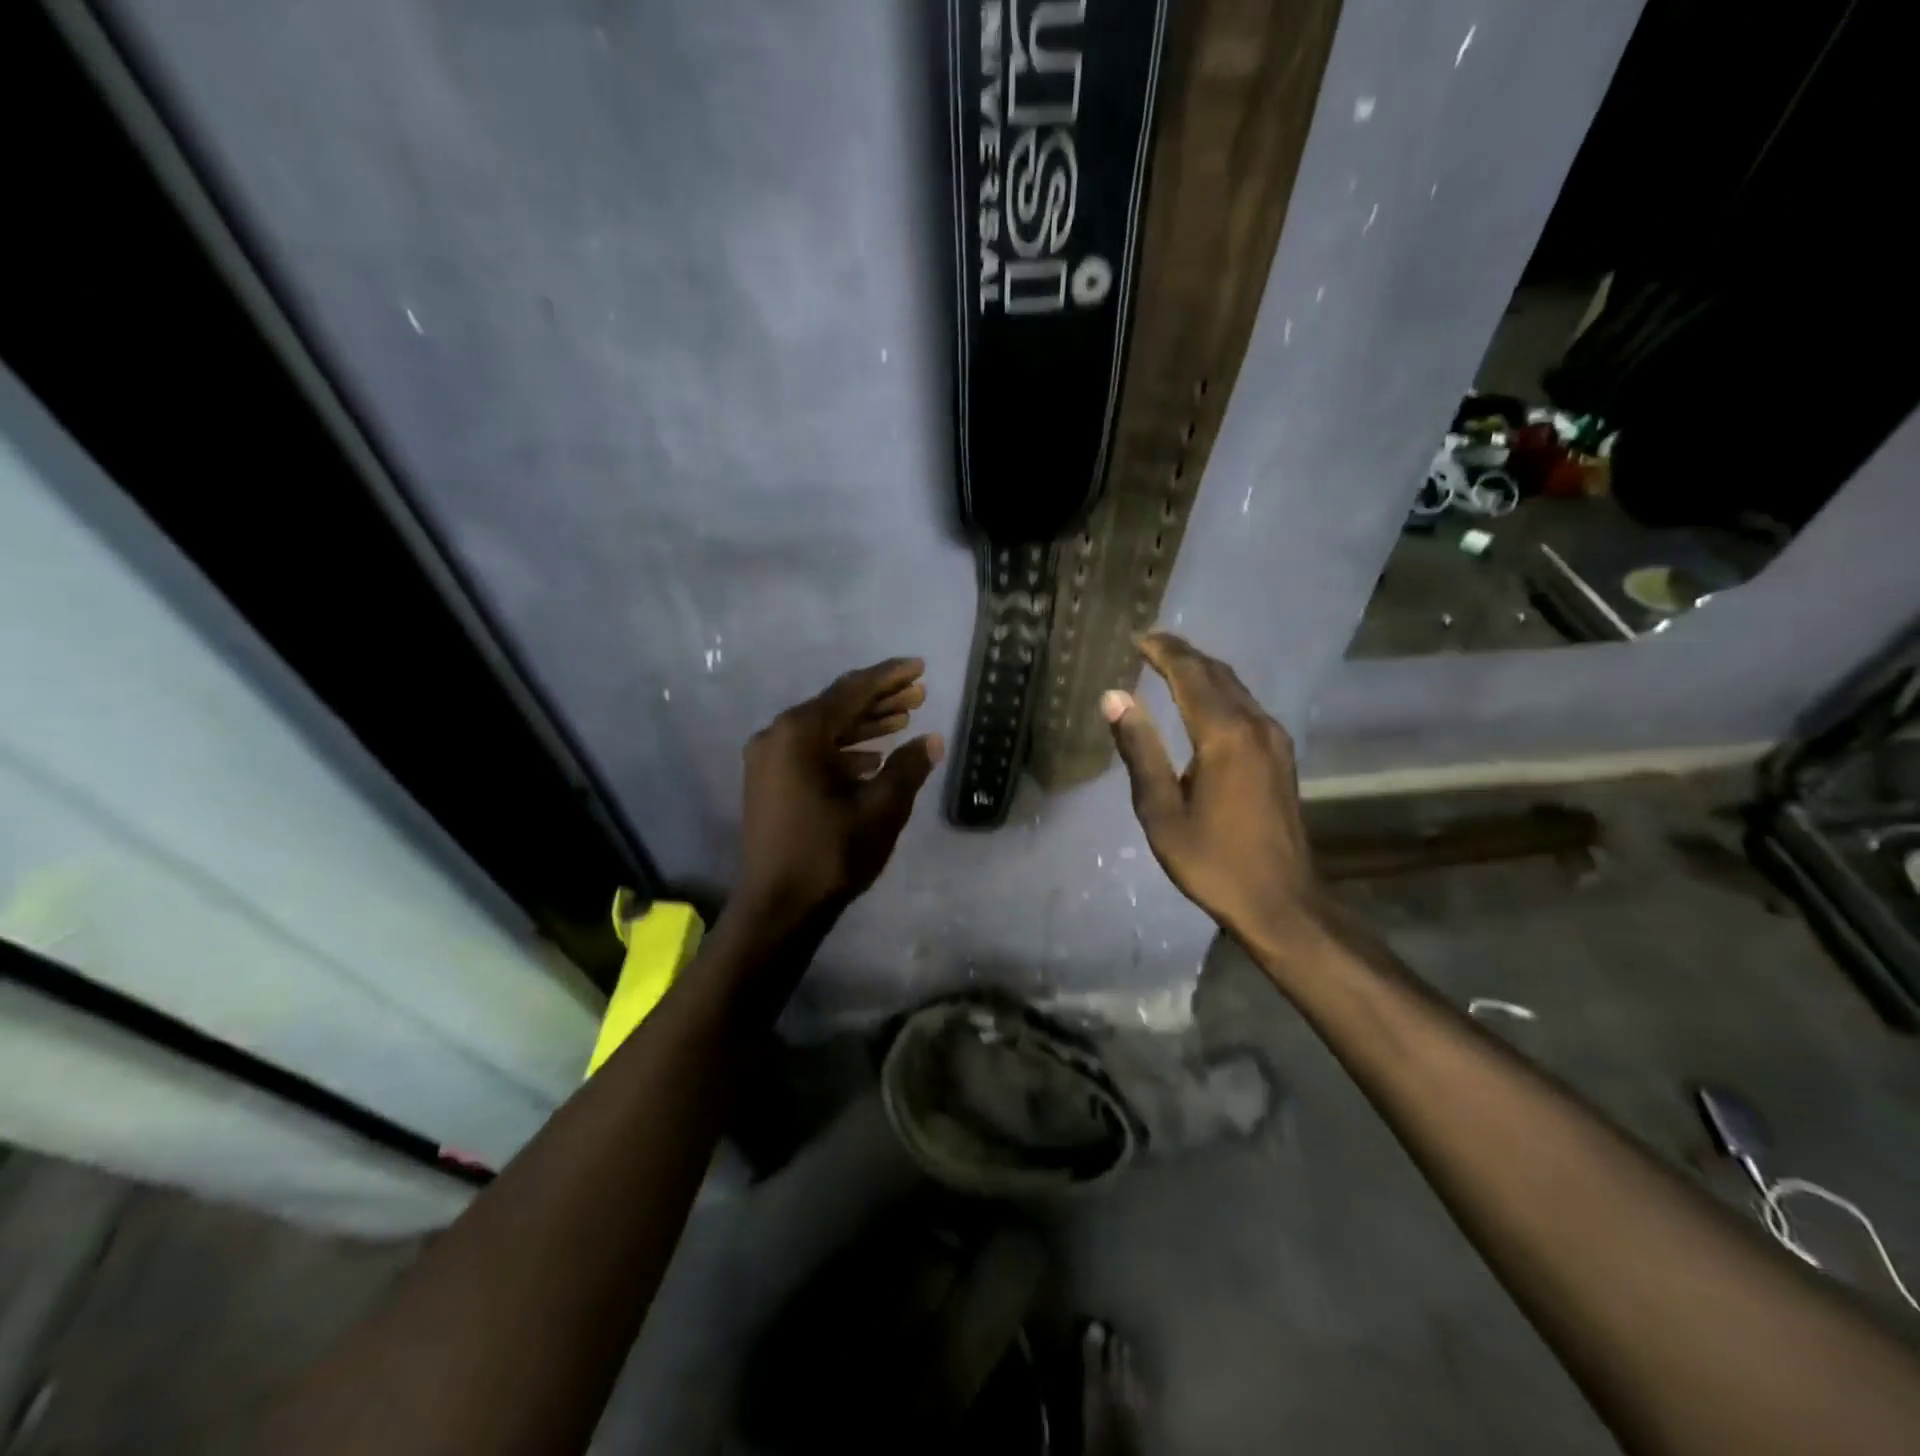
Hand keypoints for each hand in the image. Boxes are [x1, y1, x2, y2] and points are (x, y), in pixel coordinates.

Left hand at [736, 658, 943, 925]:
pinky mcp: (769, 782)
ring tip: (904, 719)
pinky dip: (843, 750)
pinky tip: (873, 758)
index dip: (889, 677)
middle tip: (919, 693)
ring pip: (824, 730)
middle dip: (879, 699)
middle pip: (836, 706)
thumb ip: (908, 768)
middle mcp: (777, 736)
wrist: (778, 907)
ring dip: (863, 725)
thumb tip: (931, 740)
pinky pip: (811, 752)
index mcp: (800, 733)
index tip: (919, 667)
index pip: (852, 691)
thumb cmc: (831, 854)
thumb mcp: (880, 809)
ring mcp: (769, 760)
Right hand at [1101, 633, 1323, 961]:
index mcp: (1224, 736)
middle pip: (1216, 674)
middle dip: (1183, 655)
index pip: (1191, 675)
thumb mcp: (1161, 811)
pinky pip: (1246, 706)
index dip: (1163, 652)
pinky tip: (1203, 702)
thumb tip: (1114, 697)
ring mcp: (1275, 740)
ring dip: (1203, 671)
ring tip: (1170, 665)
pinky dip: (1219, 692)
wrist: (1281, 902)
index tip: (1138, 638)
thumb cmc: (1212, 861)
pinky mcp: (1281, 756)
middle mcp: (1255, 726)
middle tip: (1150, 644)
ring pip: (1236, 688)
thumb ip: (1139, 750)